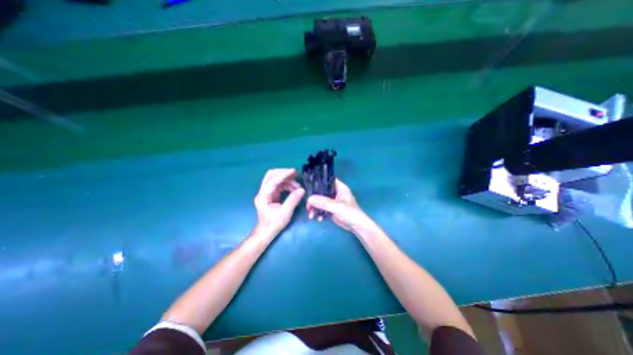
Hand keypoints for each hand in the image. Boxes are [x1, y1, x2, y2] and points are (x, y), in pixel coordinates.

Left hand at [254, 170, 304, 237]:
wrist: (266, 232)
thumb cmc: (274, 224)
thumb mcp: (285, 213)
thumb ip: (293, 200)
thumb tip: (302, 190)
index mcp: (263, 196)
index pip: (272, 180)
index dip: (283, 174)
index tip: (294, 171)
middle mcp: (263, 192)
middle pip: (271, 176)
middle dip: (283, 173)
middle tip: (295, 174)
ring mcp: (266, 193)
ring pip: (276, 180)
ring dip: (287, 180)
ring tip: (298, 186)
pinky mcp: (271, 195)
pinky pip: (279, 185)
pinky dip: (287, 185)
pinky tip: (294, 189)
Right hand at [306, 181, 374, 232]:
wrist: (356, 227)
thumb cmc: (350, 213)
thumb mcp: (337, 207)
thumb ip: (324, 202)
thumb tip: (309, 199)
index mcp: (339, 187)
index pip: (327, 180)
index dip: (318, 182)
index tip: (308, 188)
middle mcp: (335, 192)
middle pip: (321, 191)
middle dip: (313, 199)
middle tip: (308, 206)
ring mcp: (332, 201)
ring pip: (319, 200)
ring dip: (314, 207)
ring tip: (311, 215)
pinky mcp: (330, 209)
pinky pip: (321, 208)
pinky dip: (318, 212)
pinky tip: (318, 218)